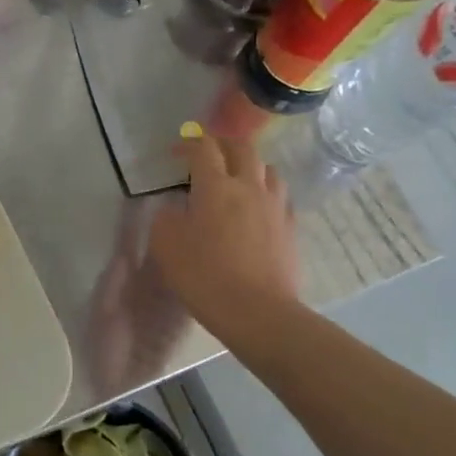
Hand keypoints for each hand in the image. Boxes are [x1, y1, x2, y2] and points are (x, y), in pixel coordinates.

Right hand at [149, 134, 300, 337]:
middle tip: (208, 151)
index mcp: (216, 186)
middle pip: (242, 149)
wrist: (257, 312)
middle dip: (223, 143)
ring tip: (237, 176)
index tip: (176, 151)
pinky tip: (256, 207)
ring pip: (268, 169)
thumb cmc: (205, 276)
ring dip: (249, 165)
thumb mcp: (166, 246)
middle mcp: (249, 187)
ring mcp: (274, 207)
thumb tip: (175, 209)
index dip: (189, 143)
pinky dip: (265, 192)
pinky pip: (279, 197)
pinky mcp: (289, 228)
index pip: (204, 149)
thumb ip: (166, 218)